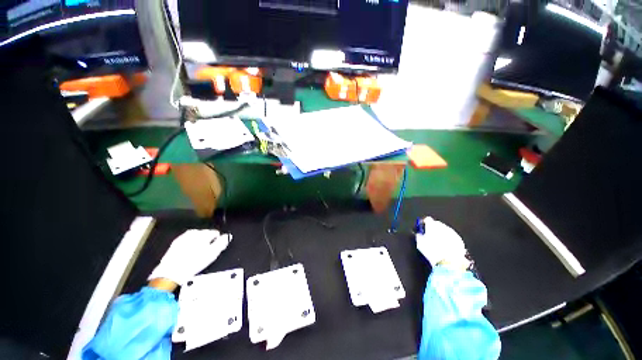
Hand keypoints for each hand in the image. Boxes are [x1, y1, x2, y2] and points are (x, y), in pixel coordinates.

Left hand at [148, 229, 231, 285]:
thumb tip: (228, 236)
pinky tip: (189, 255)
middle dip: (207, 242)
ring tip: (197, 256)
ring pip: (196, 238)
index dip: (217, 241)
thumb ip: (222, 242)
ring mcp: (183, 237)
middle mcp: (193, 232)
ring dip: (198, 244)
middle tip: (205, 254)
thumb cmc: (194, 263)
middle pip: (205, 234)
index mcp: (203, 233)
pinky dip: (190, 247)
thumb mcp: (213, 253)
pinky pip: (187, 242)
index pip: (215, 233)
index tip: (214, 250)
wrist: (170, 273)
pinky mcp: (175, 244)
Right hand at [416, 217, 467, 269]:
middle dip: (434, 228)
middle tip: (430, 234)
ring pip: (445, 229)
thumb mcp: (420, 244)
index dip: (424, 223)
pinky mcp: (459, 240)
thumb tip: (419, 234)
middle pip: (437, 224)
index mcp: (433, 226)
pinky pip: (452, 236)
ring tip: (438, 241)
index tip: (422, 227)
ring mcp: (452, 233)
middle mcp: (443, 227)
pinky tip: (446, 245)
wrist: (449, 263)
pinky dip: (448, 238)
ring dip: (442, 233)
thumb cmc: (432, 252)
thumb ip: (419, 236)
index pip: (427, 220)